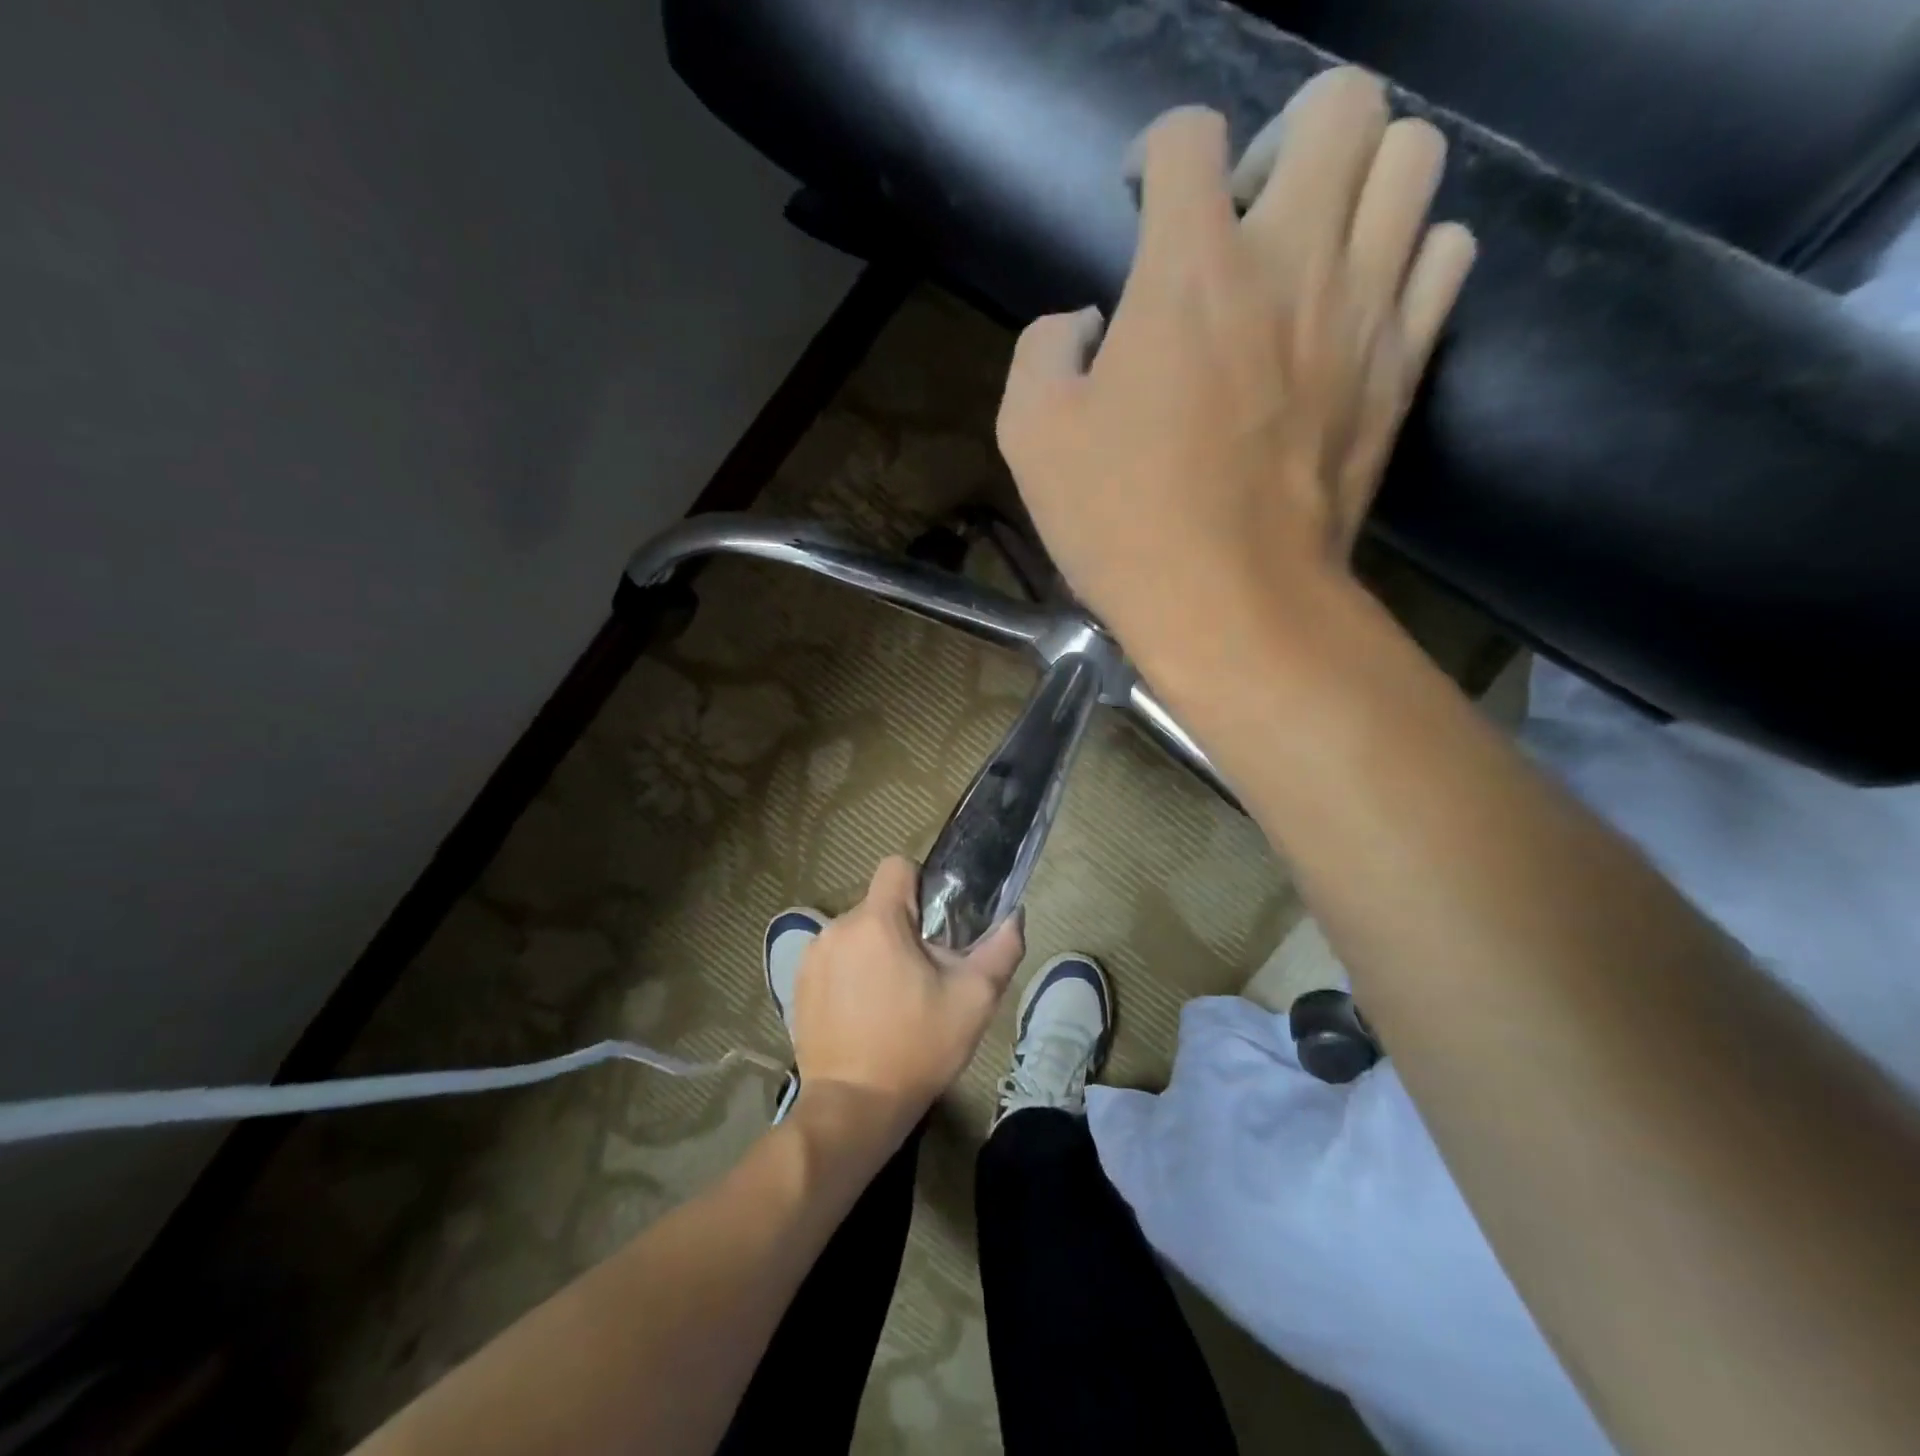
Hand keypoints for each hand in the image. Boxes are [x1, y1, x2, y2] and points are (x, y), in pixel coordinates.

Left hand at [789, 858, 1024, 1121]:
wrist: (853, 1108)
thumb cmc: (917, 1048)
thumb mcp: (974, 1000)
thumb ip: (1000, 950)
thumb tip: (1014, 917)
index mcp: (876, 921)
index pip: (897, 867)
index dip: (922, 885)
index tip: (937, 923)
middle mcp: (837, 927)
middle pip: (879, 905)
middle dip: (903, 928)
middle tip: (924, 972)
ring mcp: (812, 957)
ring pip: (857, 933)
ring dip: (876, 951)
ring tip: (894, 997)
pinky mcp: (798, 985)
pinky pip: (834, 959)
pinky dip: (851, 973)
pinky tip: (864, 1012)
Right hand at [995, 67, 1474, 678]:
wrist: (1232, 606)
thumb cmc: (1122, 526)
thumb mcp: (1030, 438)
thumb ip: (1043, 350)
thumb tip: (1085, 324)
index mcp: (1187, 274)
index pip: (1188, 135)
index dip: (1156, 150)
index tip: (1140, 200)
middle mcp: (1290, 261)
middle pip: (1340, 104)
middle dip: (1284, 137)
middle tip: (1244, 215)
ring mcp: (1363, 310)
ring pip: (1414, 158)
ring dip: (1358, 181)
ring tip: (1309, 249)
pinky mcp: (1404, 365)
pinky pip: (1445, 253)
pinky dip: (1407, 253)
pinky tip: (1357, 301)